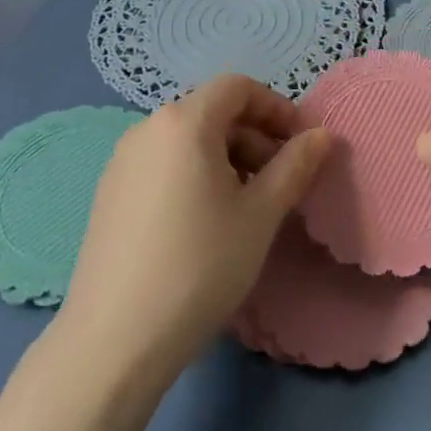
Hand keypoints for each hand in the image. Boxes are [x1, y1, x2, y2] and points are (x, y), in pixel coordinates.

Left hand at [46, 75, 330, 384]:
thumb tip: (322, 135)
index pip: (238, 88)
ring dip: (228, 158)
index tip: (301, 144)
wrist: (113, 342)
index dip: (276, 107)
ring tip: (249, 205)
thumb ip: (295, 165)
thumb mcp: (261, 214)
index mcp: (184, 121)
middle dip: (254, 136)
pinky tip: (207, 222)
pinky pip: (164, 164)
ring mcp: (122, 162)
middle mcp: (147, 129)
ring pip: (188, 140)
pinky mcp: (109, 194)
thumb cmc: (200, 265)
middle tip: (282, 180)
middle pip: (213, 112)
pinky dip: (196, 174)